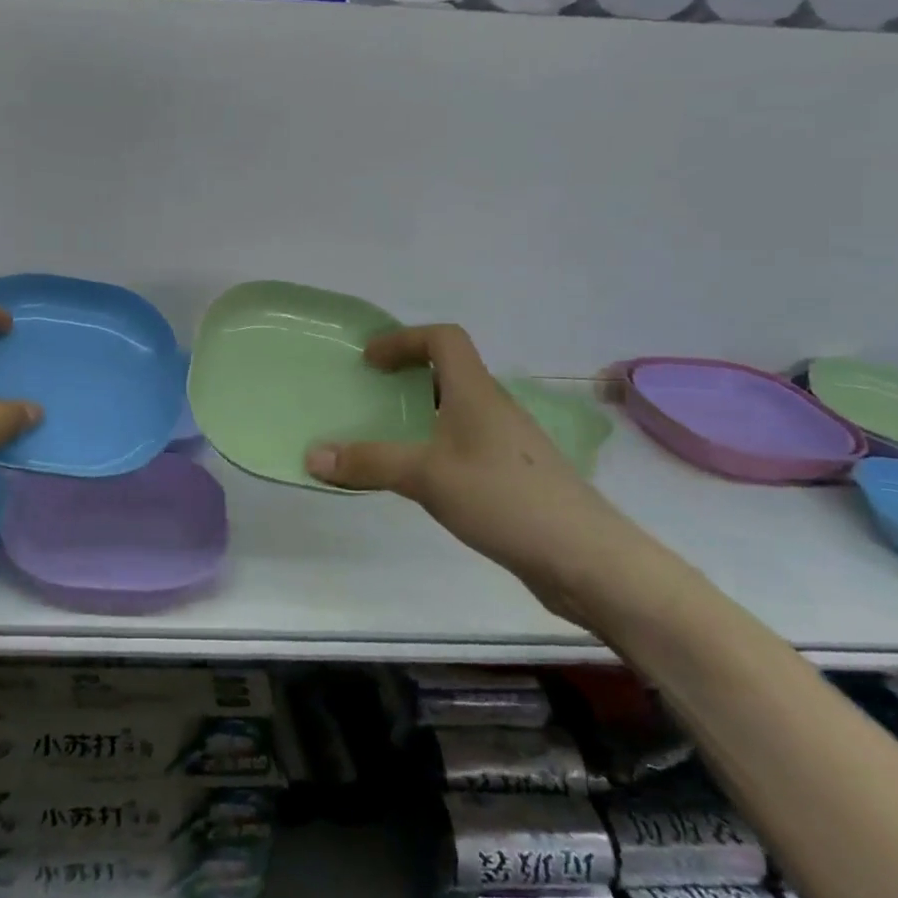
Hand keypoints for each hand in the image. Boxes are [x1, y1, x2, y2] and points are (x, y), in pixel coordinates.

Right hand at [304, 324, 648, 619]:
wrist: (586, 559)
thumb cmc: (504, 499)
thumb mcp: (426, 477)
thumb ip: (369, 463)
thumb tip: (311, 455)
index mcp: (476, 393)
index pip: (444, 338)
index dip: (404, 339)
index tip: (371, 361)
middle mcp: (494, 408)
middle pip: (450, 372)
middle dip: (408, 376)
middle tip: (371, 397)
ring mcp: (509, 443)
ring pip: (459, 411)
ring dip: (423, 413)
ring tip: (388, 438)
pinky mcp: (515, 476)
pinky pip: (467, 444)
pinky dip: (438, 446)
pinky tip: (424, 480)